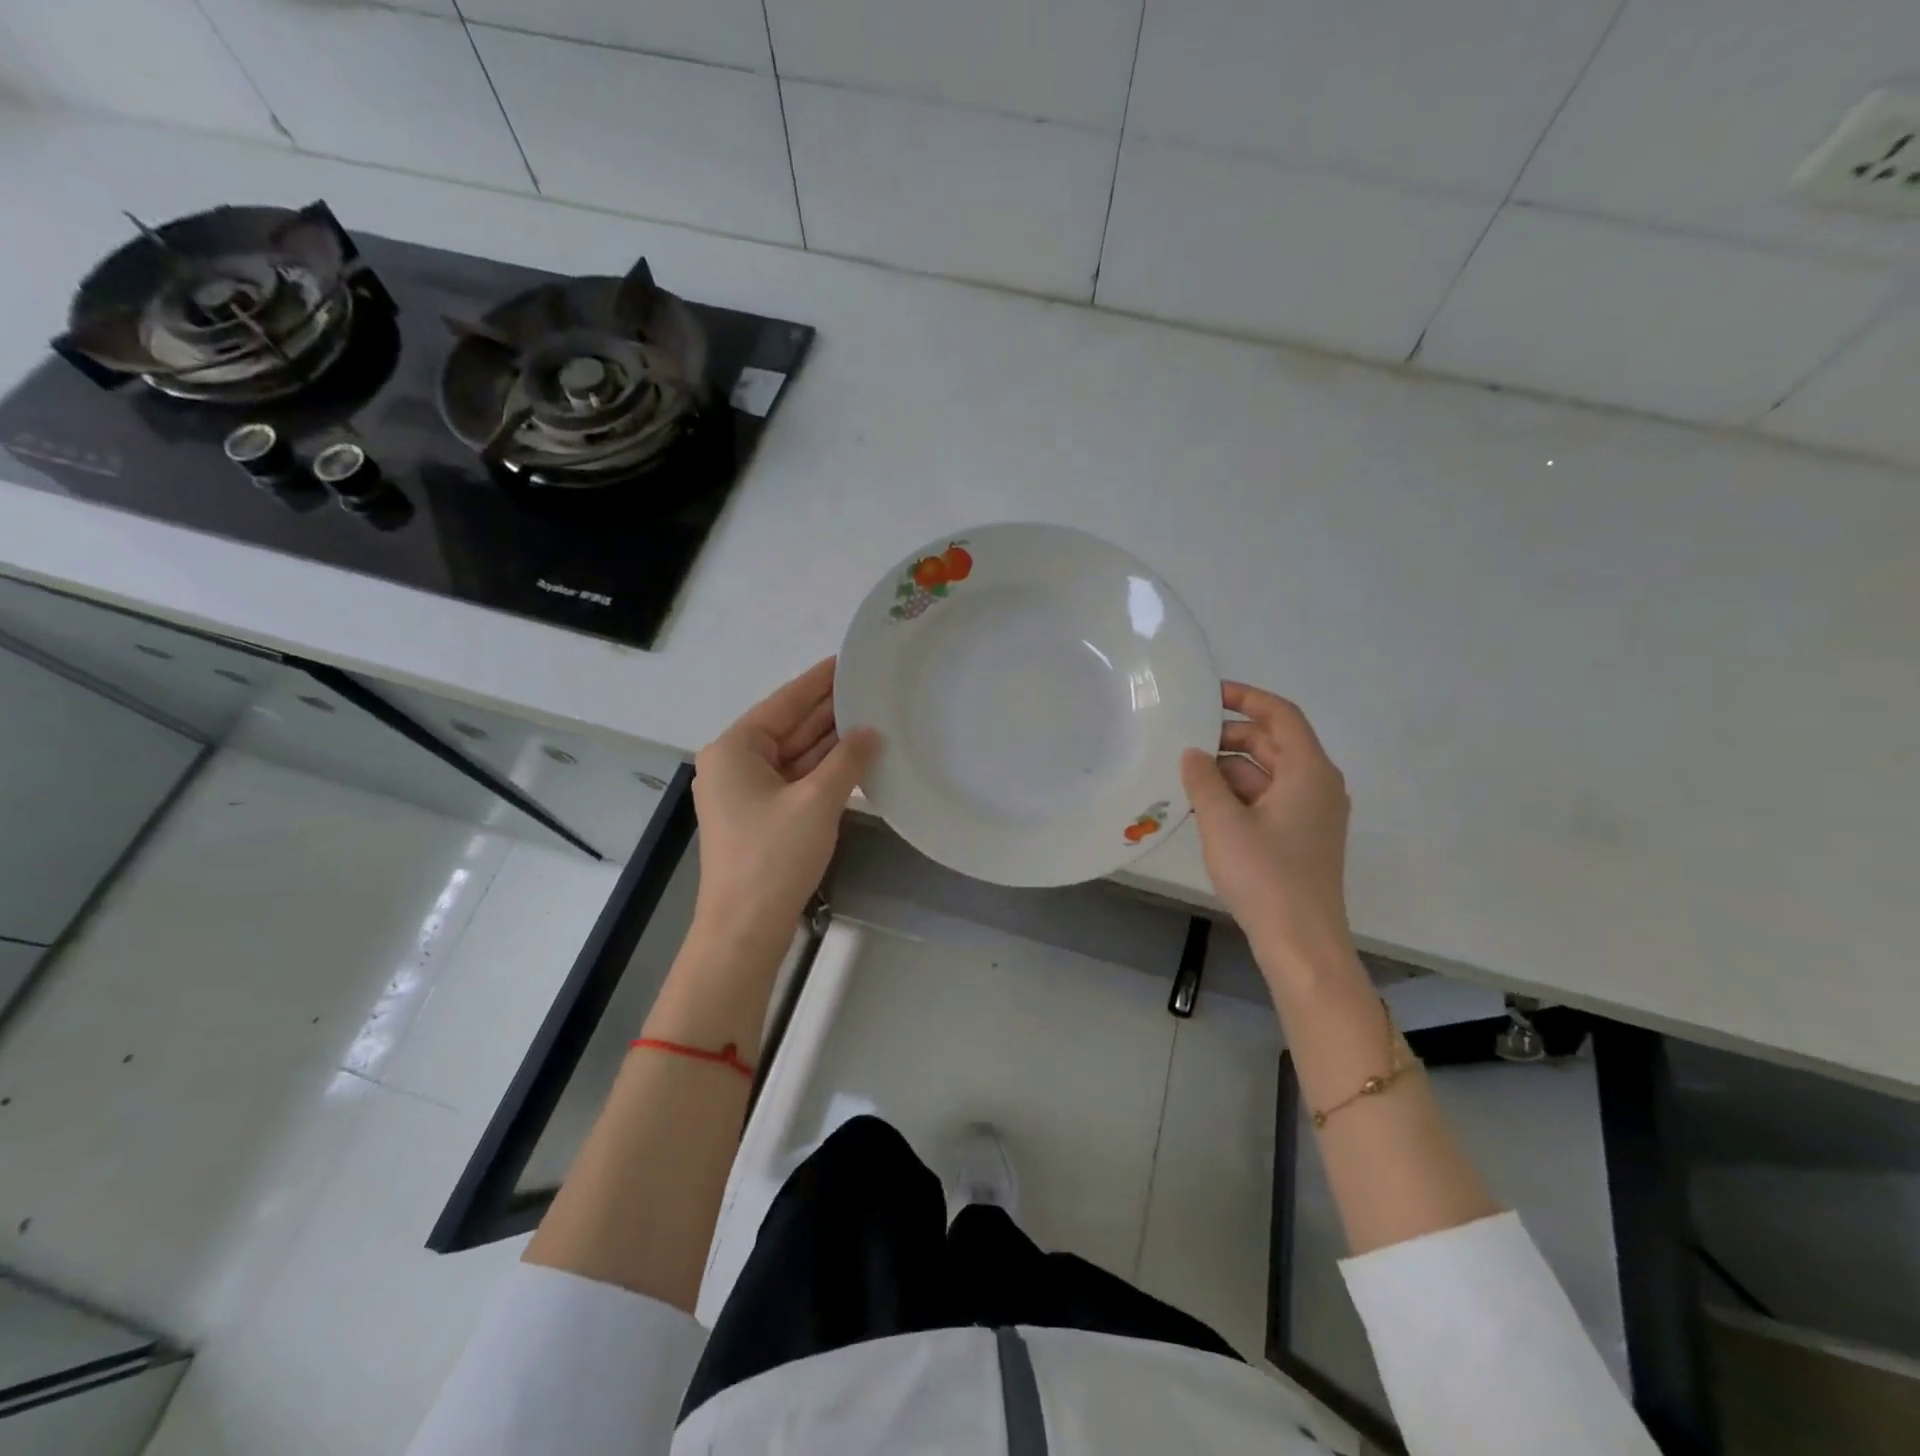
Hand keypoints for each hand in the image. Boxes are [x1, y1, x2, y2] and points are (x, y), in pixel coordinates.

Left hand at [690, 657, 877, 955]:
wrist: (745, 929)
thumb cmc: (773, 857)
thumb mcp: (816, 801)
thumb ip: (847, 760)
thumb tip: (870, 732)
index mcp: (735, 749)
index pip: (783, 703)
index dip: (818, 682)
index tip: (847, 660)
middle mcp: (735, 764)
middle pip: (788, 727)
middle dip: (828, 711)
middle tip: (871, 688)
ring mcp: (747, 793)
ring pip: (794, 755)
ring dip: (830, 742)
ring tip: (872, 716)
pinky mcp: (761, 817)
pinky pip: (796, 780)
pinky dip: (823, 770)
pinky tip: (856, 757)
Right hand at [1180, 683, 1352, 973]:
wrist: (1300, 942)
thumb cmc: (1265, 874)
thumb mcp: (1222, 821)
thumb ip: (1203, 779)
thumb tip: (1192, 753)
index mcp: (1309, 771)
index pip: (1281, 715)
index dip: (1246, 698)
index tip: (1209, 693)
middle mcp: (1317, 785)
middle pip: (1273, 743)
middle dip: (1230, 737)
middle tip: (1186, 739)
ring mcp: (1311, 813)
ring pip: (1267, 773)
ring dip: (1229, 769)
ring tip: (1186, 774)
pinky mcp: (1301, 837)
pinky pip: (1268, 799)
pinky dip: (1238, 794)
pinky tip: (1203, 804)